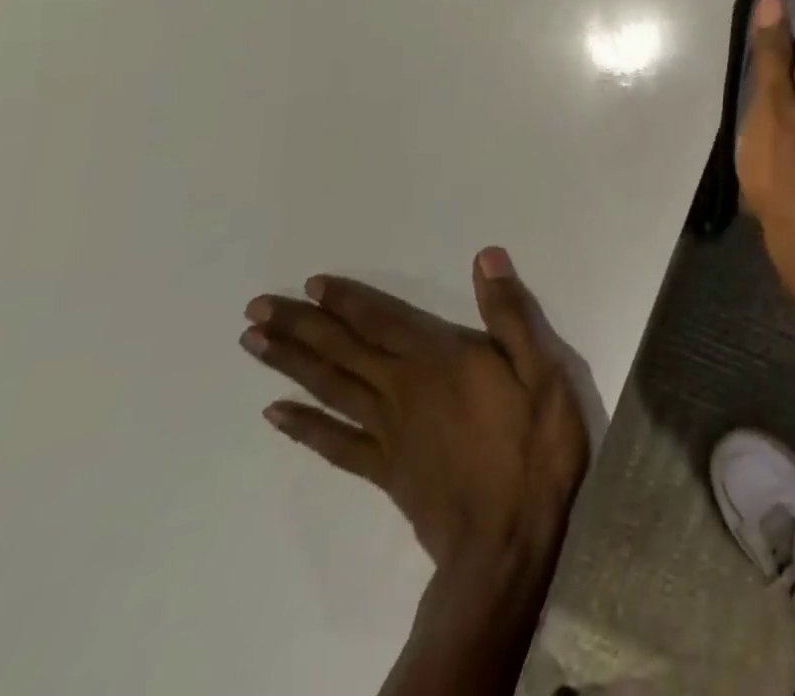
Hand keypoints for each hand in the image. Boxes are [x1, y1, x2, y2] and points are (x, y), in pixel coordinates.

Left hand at [240, 248, 589, 573]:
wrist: (507, 537)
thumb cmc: (533, 445)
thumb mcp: (541, 369)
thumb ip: (509, 313)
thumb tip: (484, 257)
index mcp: (440, 359)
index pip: (384, 320)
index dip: (347, 301)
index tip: (310, 284)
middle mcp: (403, 389)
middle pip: (344, 350)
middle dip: (301, 325)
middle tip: (255, 308)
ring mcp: (389, 433)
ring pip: (331, 389)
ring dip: (291, 364)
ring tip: (253, 344)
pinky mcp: (384, 472)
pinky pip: (335, 444)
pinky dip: (303, 427)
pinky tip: (275, 414)